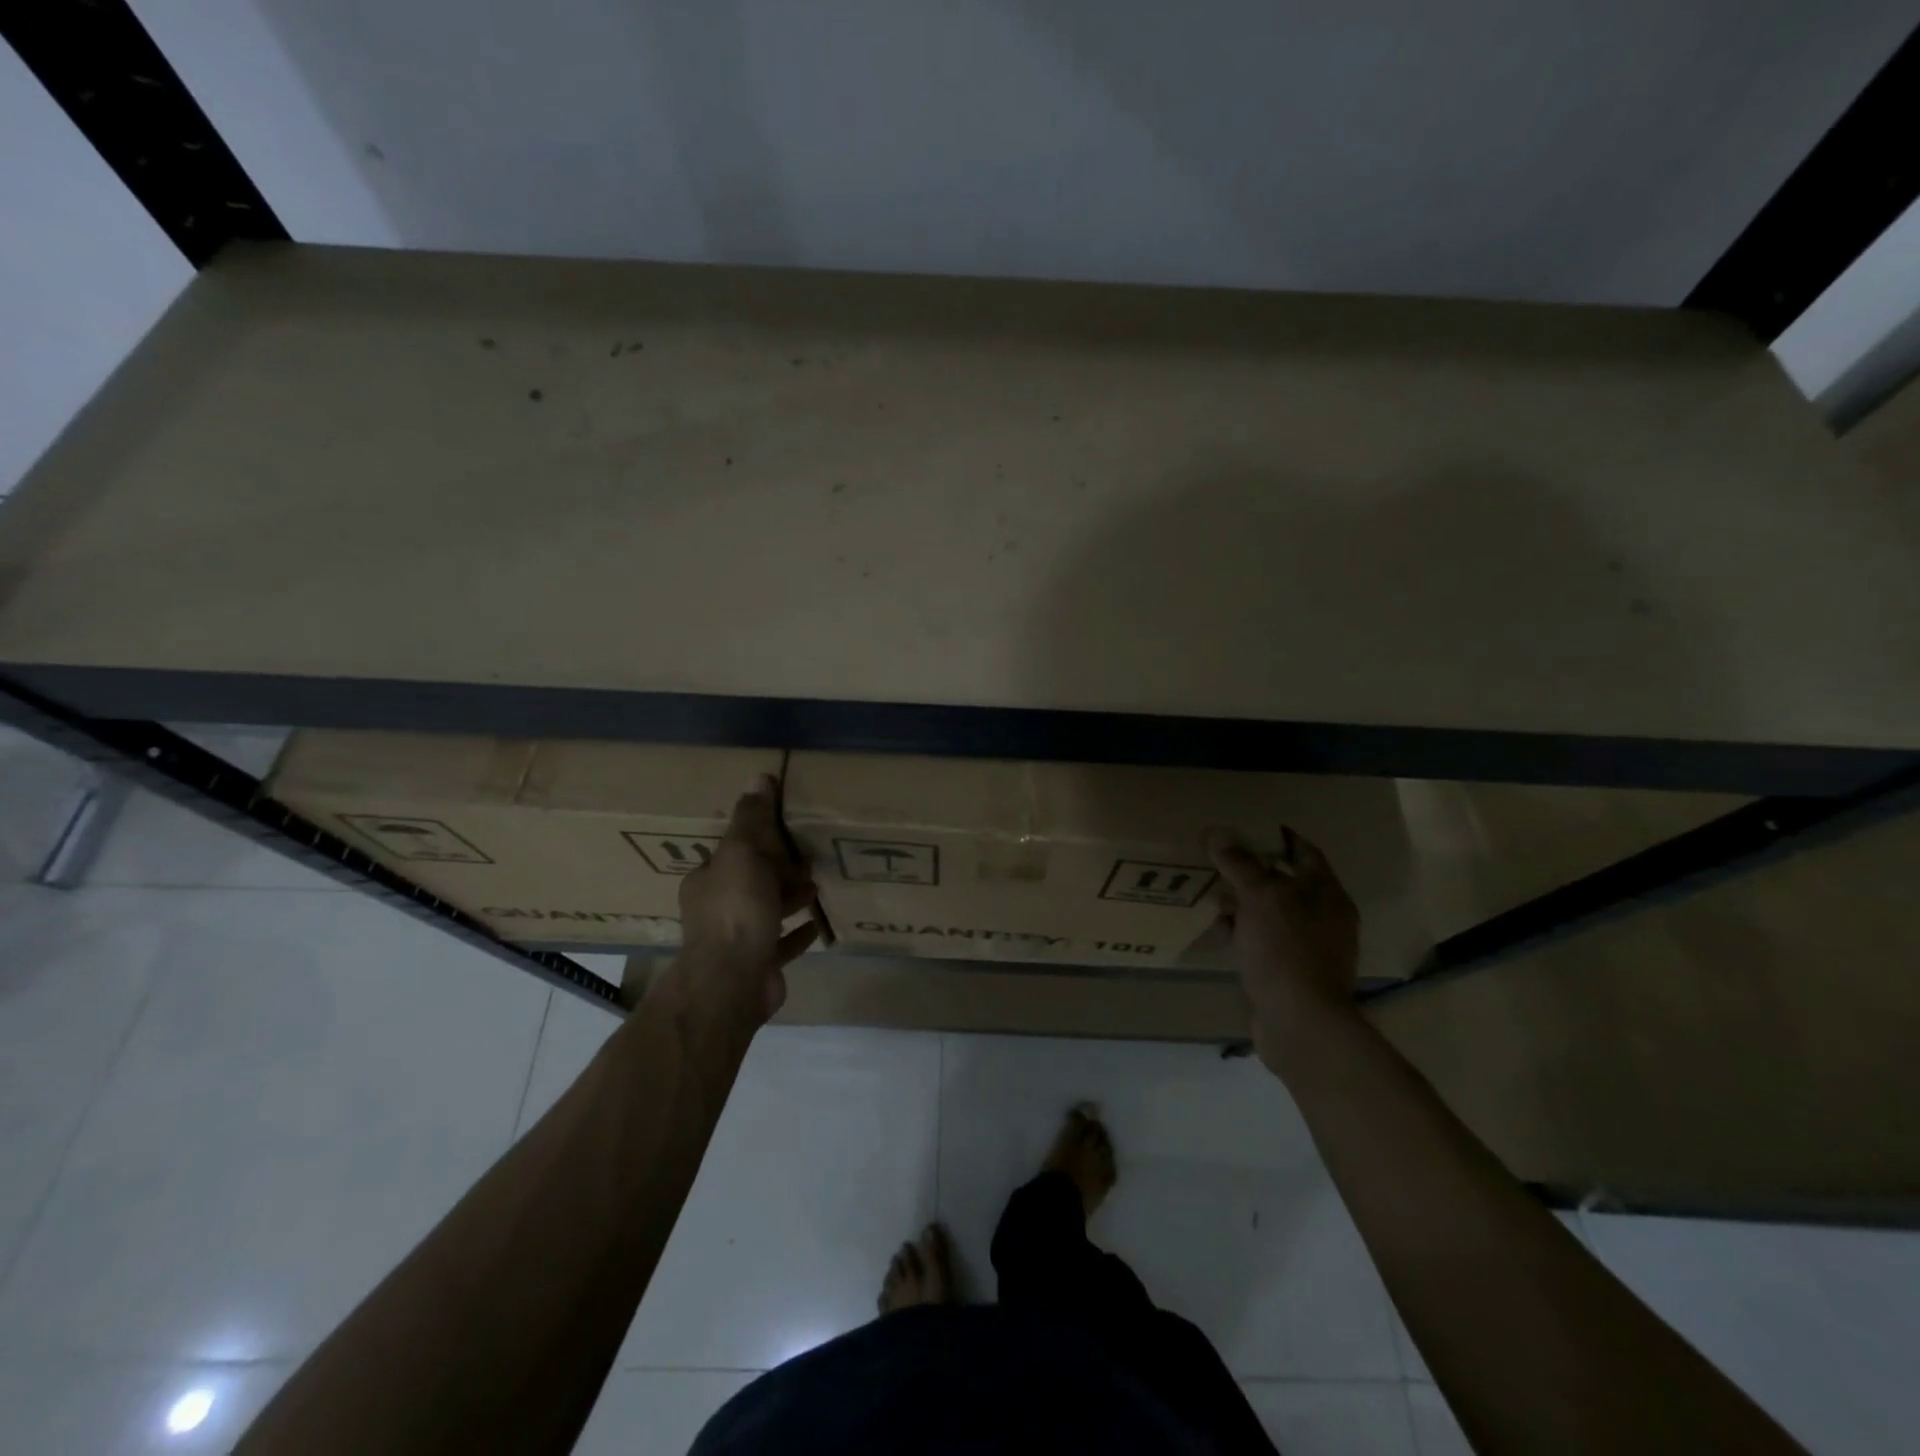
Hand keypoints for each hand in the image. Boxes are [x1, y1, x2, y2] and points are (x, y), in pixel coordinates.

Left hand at [674, 775, 818, 1022]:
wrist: (733, 982)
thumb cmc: (736, 911)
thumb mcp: (742, 853)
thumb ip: (751, 818)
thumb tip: (758, 777)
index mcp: (708, 881)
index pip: (733, 853)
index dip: (758, 842)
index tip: (786, 835)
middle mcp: (717, 910)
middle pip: (751, 882)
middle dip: (778, 870)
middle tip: (808, 860)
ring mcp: (738, 941)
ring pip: (767, 912)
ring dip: (790, 898)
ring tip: (816, 887)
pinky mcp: (759, 965)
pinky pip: (782, 944)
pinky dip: (798, 933)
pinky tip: (817, 925)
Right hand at [1206, 826, 1360, 1067]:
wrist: (1299, 1023)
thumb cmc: (1286, 950)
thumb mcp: (1260, 897)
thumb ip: (1240, 863)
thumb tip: (1217, 834)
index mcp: (1327, 895)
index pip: (1305, 853)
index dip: (1278, 837)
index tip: (1247, 827)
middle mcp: (1323, 918)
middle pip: (1286, 883)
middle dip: (1254, 869)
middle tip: (1220, 857)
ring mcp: (1307, 948)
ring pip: (1271, 913)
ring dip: (1244, 902)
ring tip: (1212, 889)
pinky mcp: (1288, 974)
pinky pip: (1262, 941)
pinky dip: (1242, 931)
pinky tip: (1219, 928)